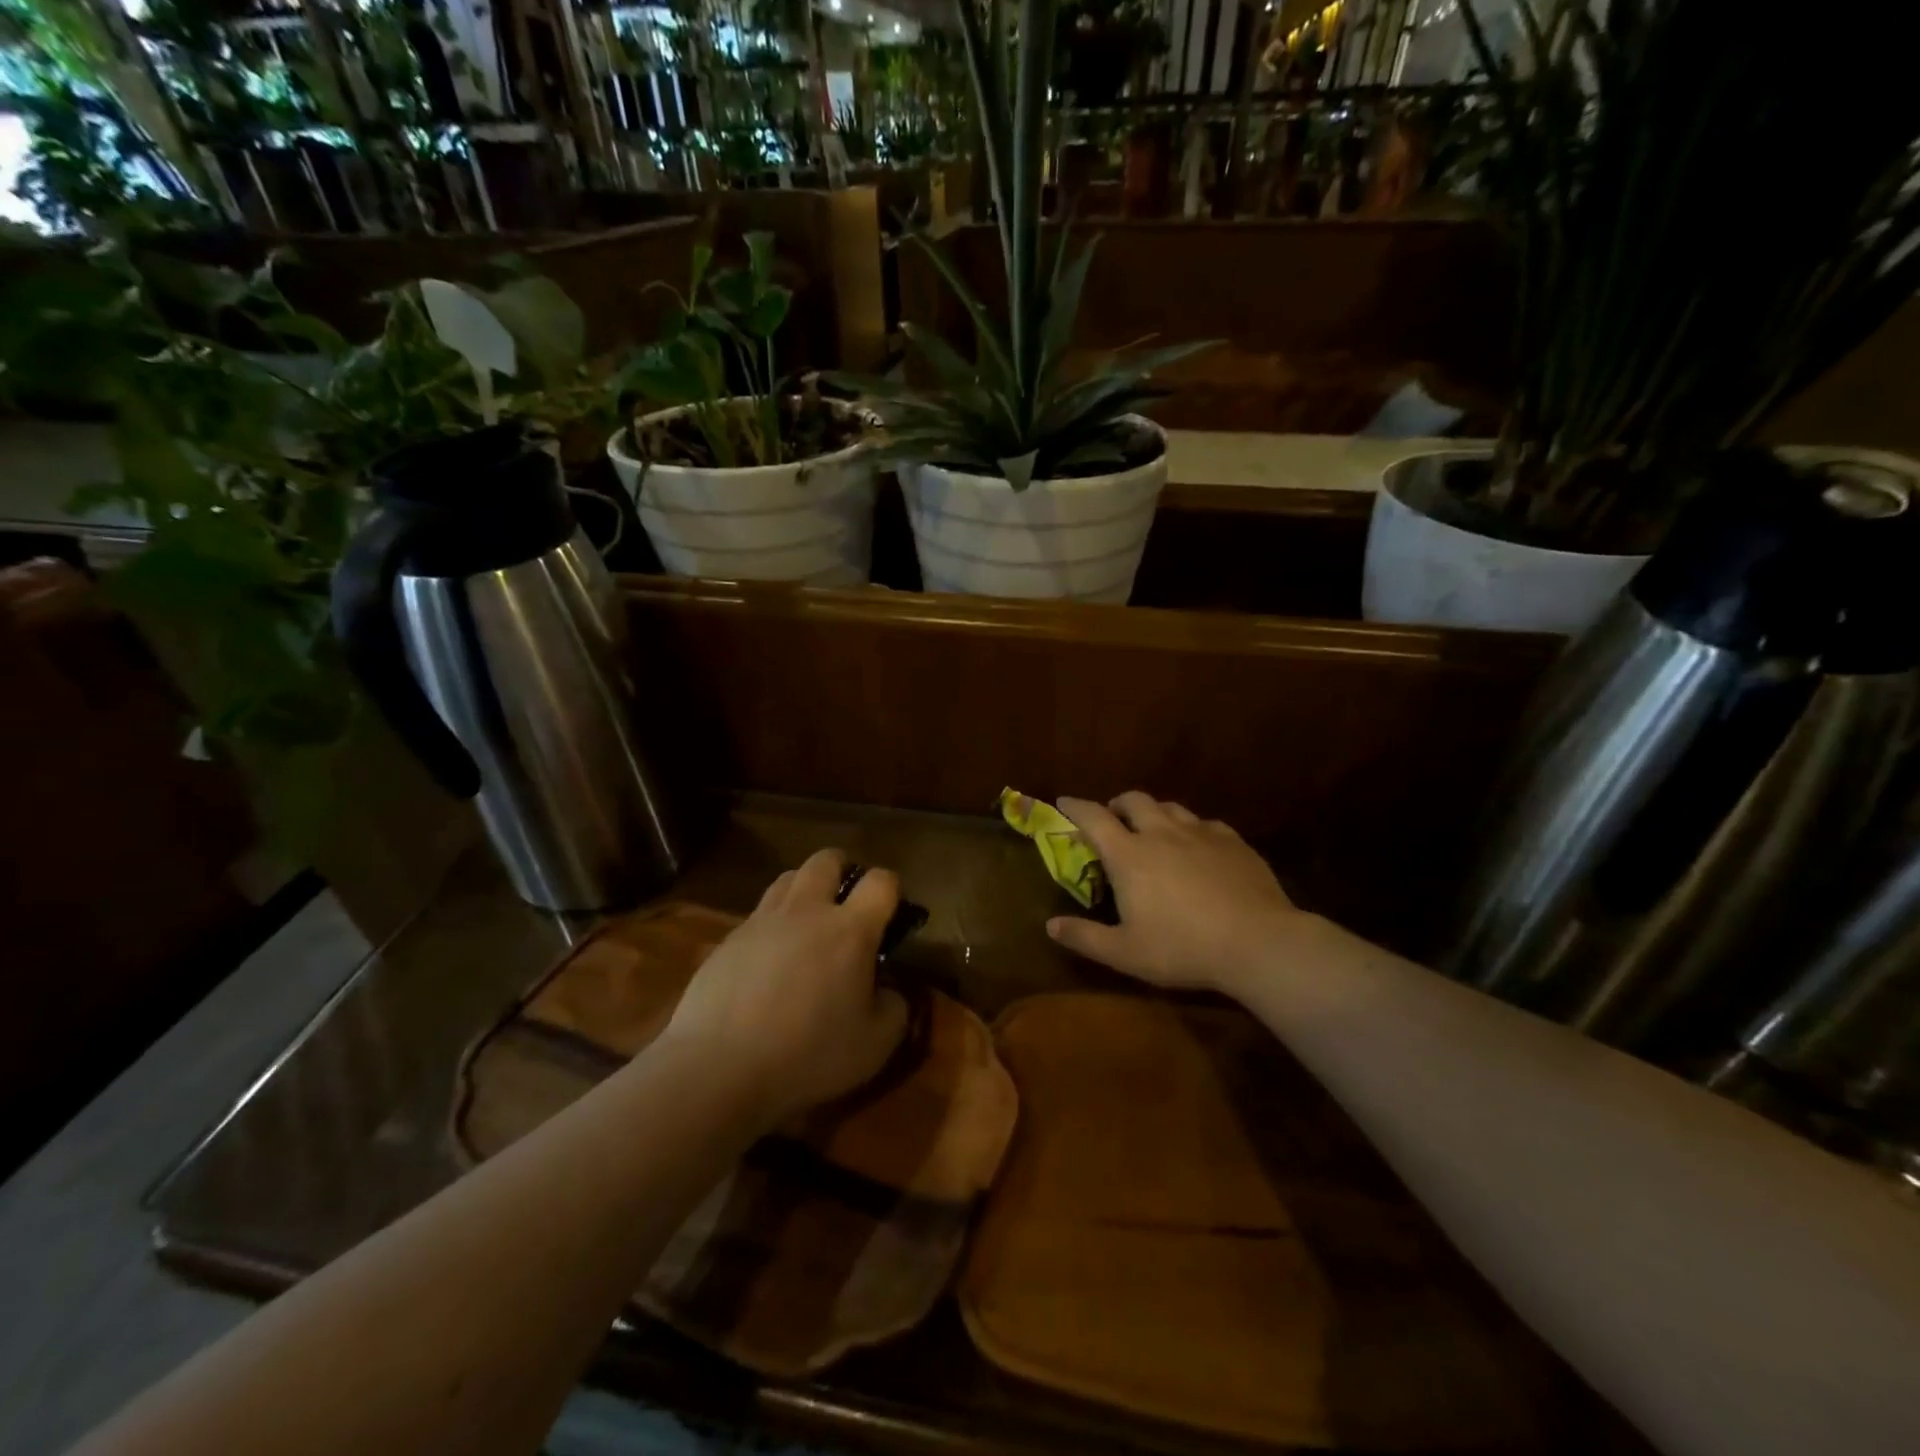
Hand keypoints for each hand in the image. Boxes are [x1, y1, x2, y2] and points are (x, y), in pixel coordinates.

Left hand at [663, 849, 908, 1127]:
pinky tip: (769, 961)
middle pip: (826, 860)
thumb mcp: (875, 1046)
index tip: (890, 913)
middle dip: (842, 870)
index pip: (880, 882)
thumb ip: (895, 1008)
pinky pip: (757, 914)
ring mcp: (762, 921)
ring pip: (787, 878)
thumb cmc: (807, 1056)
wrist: (717, 1069)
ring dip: (804, 890)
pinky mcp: (728, 940)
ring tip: (808, 924)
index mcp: (850, 930)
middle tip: (847, 903)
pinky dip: (772, 924)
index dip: (891, 890)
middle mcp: (806, 911)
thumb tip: (889, 990)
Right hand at [1047, 792, 1300, 997]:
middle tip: (1113, 821)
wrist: (1258, 943)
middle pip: (1133, 800)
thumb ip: (1084, 937)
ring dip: (1153, 813)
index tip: (1063, 802)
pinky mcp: (1233, 841)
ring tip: (1153, 831)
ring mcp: (1200, 833)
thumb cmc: (1183, 948)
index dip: (1075, 806)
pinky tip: (1198, 847)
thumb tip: (1050, 925)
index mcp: (1129, 855)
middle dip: (1117, 805)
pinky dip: (1191, 829)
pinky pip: (1204, 823)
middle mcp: (1161, 833)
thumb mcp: (1125, 953)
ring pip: (1170, 807)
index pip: (1093, 817)